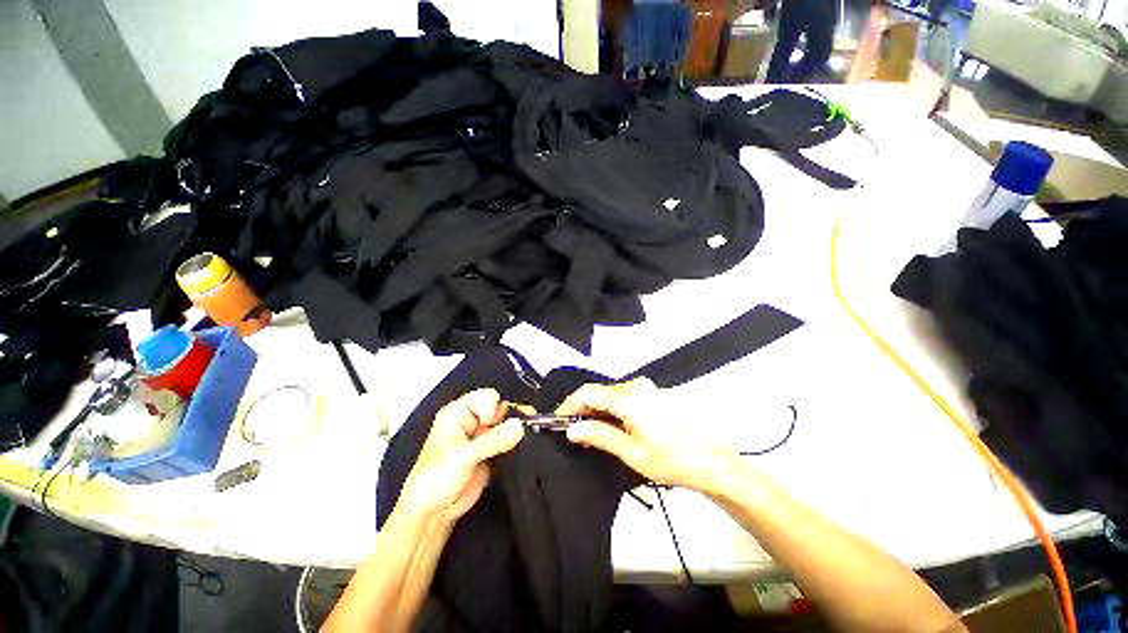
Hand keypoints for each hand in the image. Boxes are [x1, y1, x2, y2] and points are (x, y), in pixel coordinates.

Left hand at [395, 389, 524, 526]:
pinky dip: (517, 442)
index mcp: (458, 412)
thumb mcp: (462, 457)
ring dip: (514, 431)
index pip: (486, 397)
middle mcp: (472, 420)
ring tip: (512, 442)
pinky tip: (518, 448)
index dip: (493, 409)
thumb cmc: (433, 480)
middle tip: (508, 434)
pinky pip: (510, 438)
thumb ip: (492, 440)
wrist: (434, 512)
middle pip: (500, 407)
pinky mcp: (493, 449)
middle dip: (508, 419)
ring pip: (508, 422)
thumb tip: (519, 426)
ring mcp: (483, 435)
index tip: (491, 425)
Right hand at [556, 378, 740, 493]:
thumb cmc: (674, 460)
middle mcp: (637, 386)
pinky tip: (616, 426)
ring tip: (593, 431)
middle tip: (575, 431)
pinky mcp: (656, 394)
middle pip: (600, 392)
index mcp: (629, 398)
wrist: (715, 462)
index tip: (558, 420)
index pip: (587, 393)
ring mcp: (649, 388)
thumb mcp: (632, 453)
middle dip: (584, 409)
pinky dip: (615, 409)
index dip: (569, 405)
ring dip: (600, 410)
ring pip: (613, 395)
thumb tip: (573, 429)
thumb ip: (600, 435)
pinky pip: (627, 397)